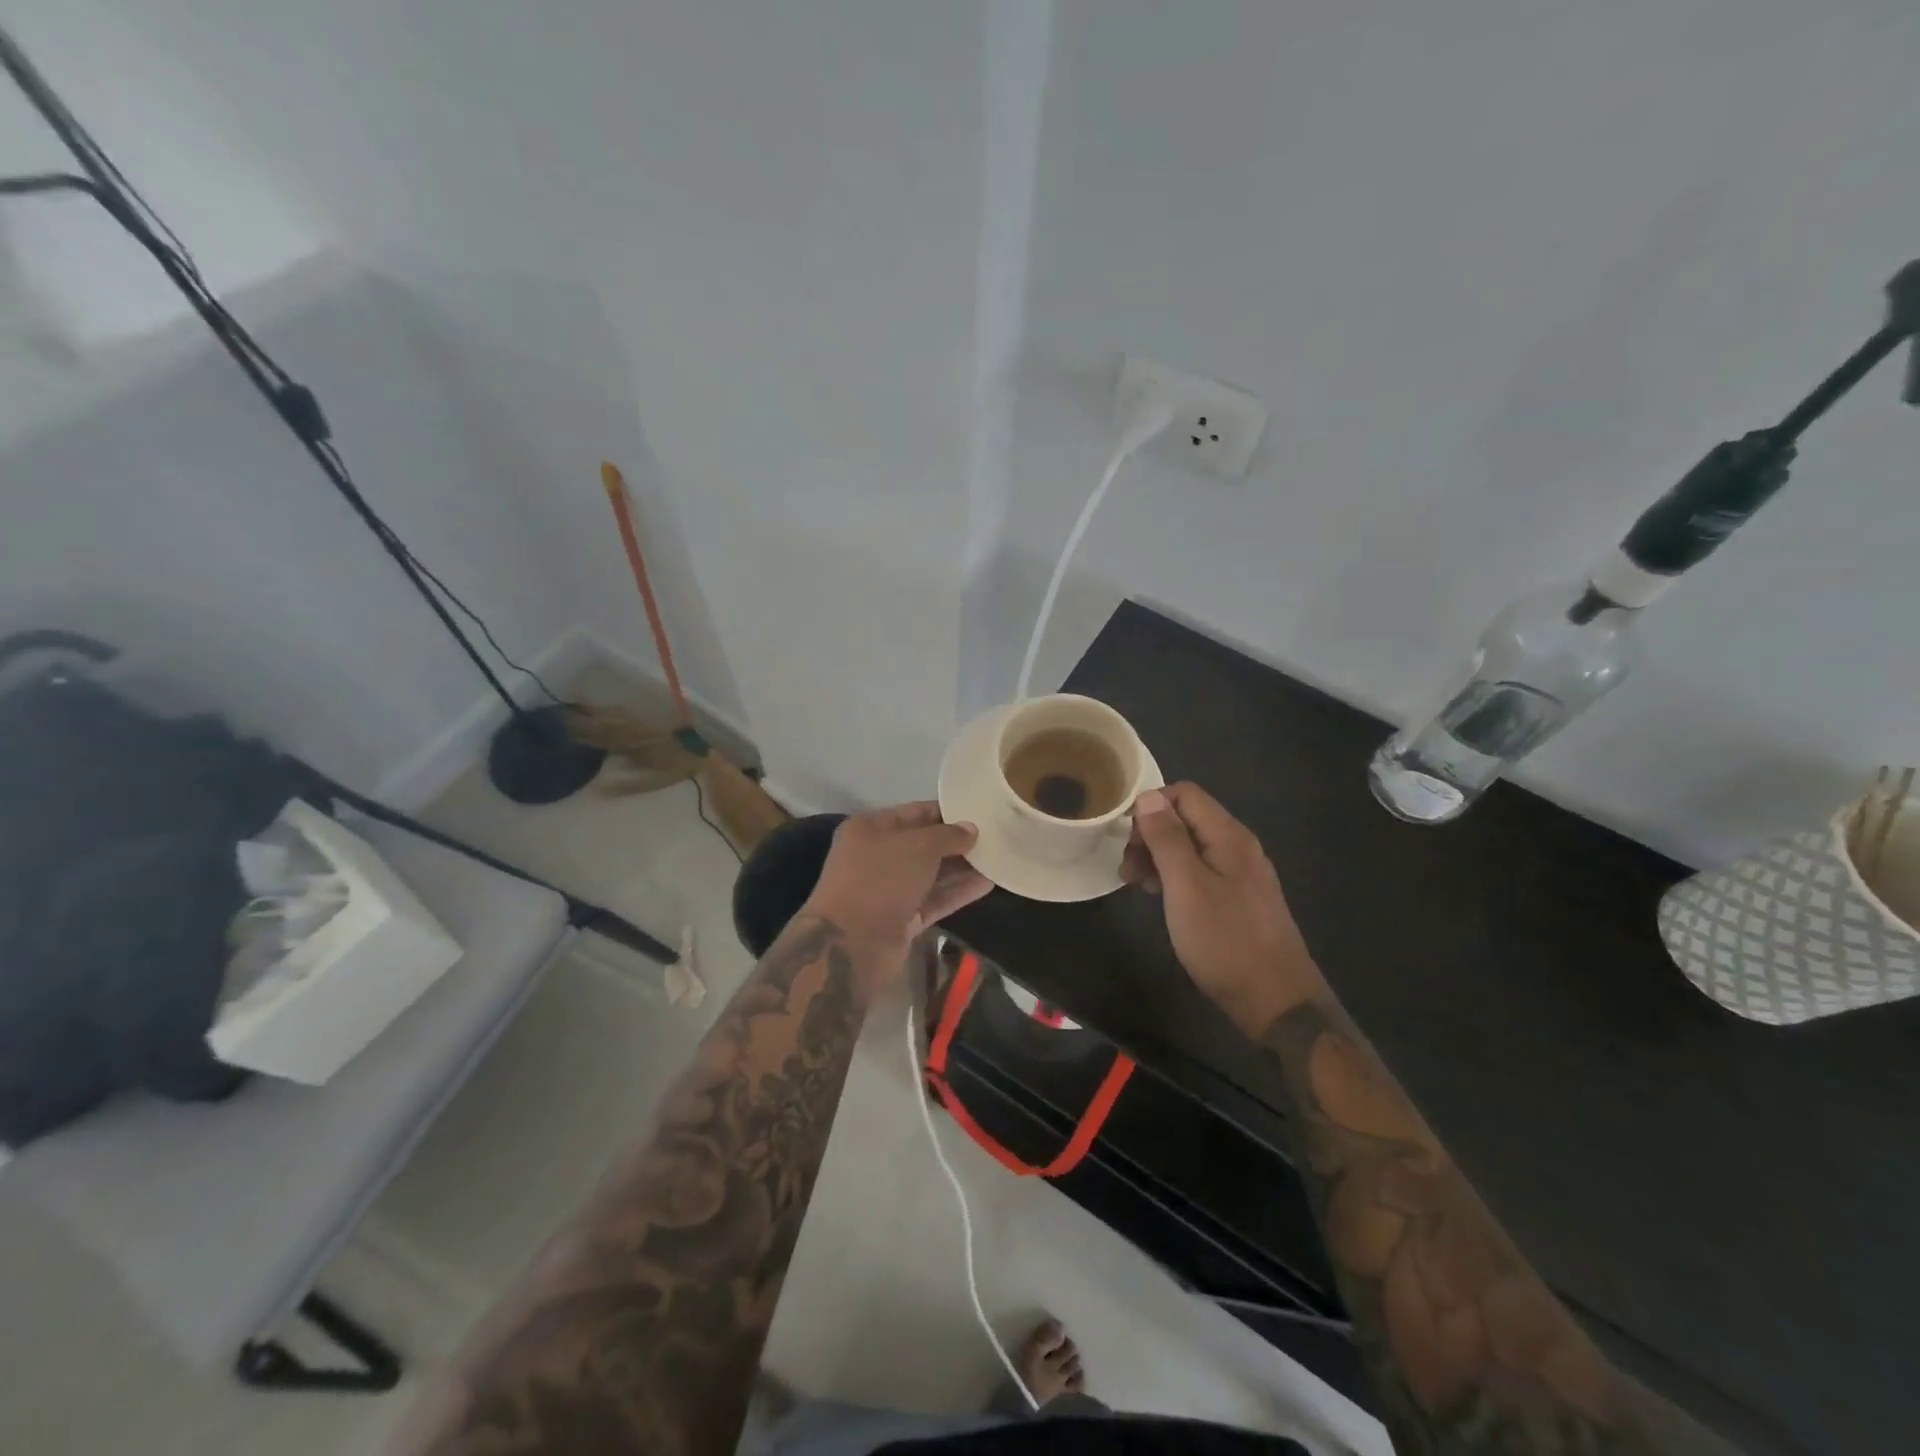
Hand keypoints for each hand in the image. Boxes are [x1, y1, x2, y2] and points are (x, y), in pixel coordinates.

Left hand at [802, 802, 990, 990]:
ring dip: (962, 868)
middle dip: (957, 842)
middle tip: (995, 836)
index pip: (915, 813)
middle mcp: (877, 856)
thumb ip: (948, 836)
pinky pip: (934, 899)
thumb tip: (971, 830)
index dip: (947, 812)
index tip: (980, 812)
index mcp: (870, 828)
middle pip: (924, 844)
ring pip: (931, 874)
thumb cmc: (880, 879)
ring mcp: (889, 890)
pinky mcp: (901, 919)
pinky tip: (988, 884)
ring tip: (998, 858)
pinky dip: (958, 892)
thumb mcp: (918, 846)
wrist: (851, 944)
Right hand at [1123, 782, 1321, 1037]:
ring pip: (1191, 846)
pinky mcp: (1240, 899)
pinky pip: (1201, 871)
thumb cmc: (1225, 941)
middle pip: (1187, 818)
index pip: (1185, 793)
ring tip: (1135, 885)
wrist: (1276, 1001)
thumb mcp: (1186, 887)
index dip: (1150, 806)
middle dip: (1151, 834)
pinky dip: (1175, 876)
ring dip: (1159, 857)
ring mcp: (1242, 874)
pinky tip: (1161, 898)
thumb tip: (1149, 796)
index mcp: (1229, 836)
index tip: (1125, 838)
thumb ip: (1167, 839)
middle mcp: (1238, 846)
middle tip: (1126, 869)